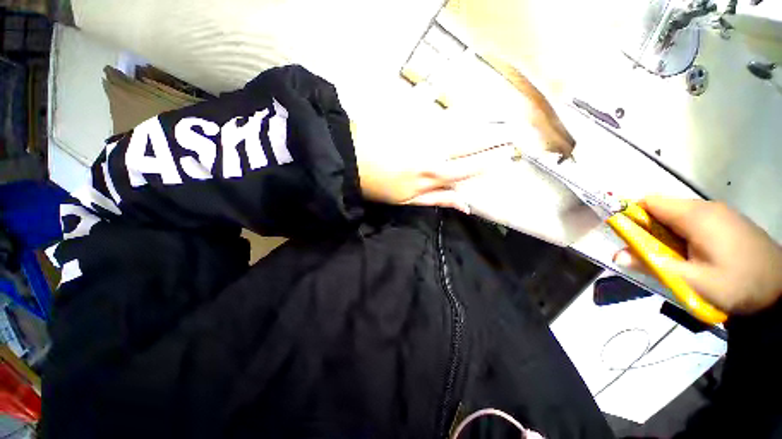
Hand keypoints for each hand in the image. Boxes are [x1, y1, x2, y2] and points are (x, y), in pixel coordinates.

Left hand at [351, 118, 517, 213]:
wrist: (351, 160)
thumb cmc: (378, 186)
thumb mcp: (408, 200)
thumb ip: (438, 199)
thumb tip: (466, 204)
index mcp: (433, 174)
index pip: (470, 167)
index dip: (491, 161)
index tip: (510, 154)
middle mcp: (435, 152)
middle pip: (471, 144)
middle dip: (495, 137)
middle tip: (516, 130)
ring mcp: (424, 133)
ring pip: (460, 127)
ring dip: (482, 122)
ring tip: (502, 118)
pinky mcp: (414, 118)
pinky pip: (441, 112)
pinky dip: (458, 110)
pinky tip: (469, 107)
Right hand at [614, 196, 781, 314]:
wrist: (781, 291)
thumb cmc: (737, 284)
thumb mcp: (692, 281)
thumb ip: (653, 265)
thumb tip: (616, 255)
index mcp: (695, 215)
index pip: (650, 202)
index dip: (631, 214)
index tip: (624, 235)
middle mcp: (706, 207)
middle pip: (663, 209)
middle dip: (648, 228)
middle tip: (649, 254)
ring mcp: (719, 213)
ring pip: (678, 216)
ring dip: (666, 234)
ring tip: (672, 258)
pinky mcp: (727, 221)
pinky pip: (694, 221)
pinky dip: (682, 235)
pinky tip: (692, 255)